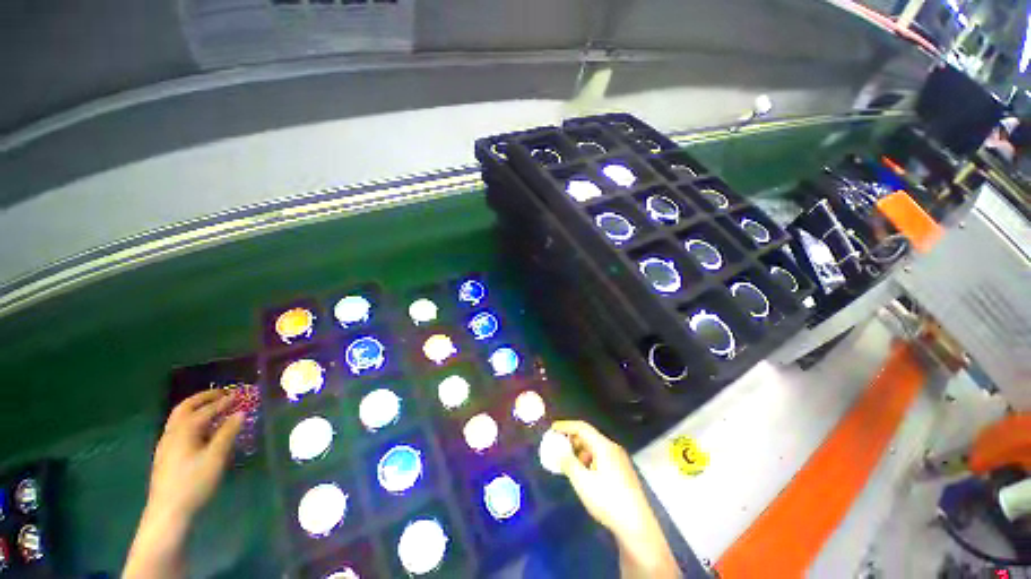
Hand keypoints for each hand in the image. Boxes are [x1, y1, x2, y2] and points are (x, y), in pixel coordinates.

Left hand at [124, 390, 242, 578]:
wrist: (168, 512)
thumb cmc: (194, 483)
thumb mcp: (215, 458)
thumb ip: (228, 433)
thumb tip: (240, 413)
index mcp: (184, 431)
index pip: (206, 410)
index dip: (223, 401)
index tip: (239, 394)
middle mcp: (172, 433)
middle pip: (185, 408)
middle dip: (204, 398)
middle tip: (222, 393)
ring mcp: (166, 444)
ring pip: (179, 418)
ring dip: (196, 408)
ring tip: (213, 407)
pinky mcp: (166, 455)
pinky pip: (178, 428)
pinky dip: (192, 420)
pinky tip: (201, 429)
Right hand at [551, 420, 679, 578]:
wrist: (637, 526)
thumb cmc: (607, 500)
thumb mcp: (582, 482)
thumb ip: (568, 463)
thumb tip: (558, 451)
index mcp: (604, 446)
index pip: (582, 427)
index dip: (566, 426)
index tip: (552, 428)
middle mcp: (613, 448)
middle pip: (589, 436)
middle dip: (572, 439)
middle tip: (557, 446)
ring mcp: (619, 460)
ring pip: (595, 448)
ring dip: (579, 451)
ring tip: (568, 462)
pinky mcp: (622, 472)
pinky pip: (601, 457)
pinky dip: (588, 460)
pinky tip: (583, 474)